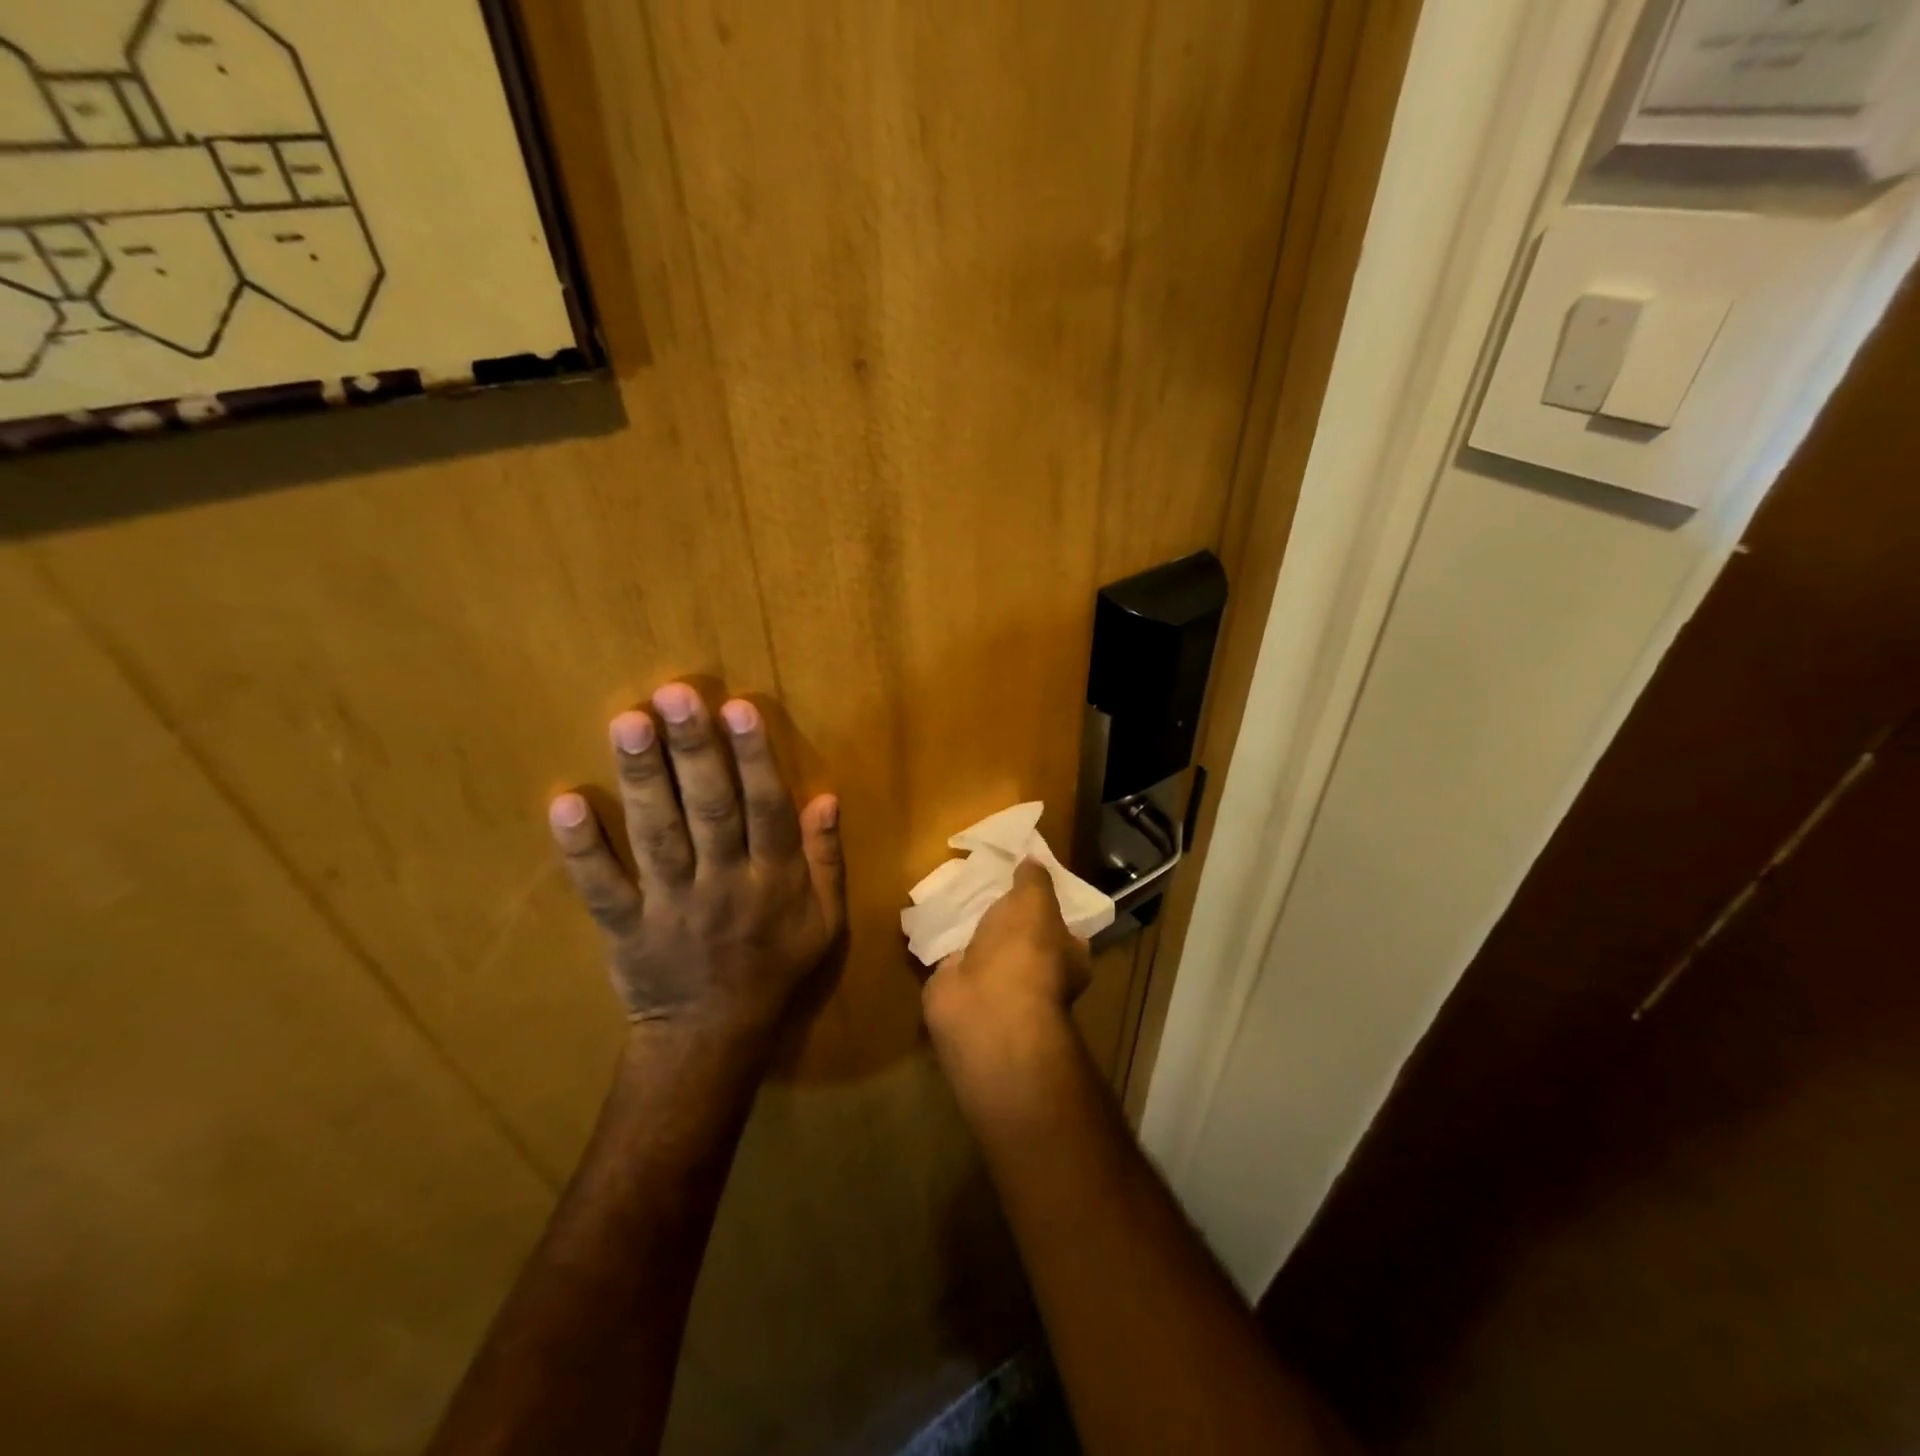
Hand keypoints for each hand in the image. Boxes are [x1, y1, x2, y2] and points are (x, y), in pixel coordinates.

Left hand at [548, 682, 845, 1037]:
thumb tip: (826, 797)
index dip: (754, 759)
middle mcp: (723, 885)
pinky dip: (582, 849)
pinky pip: (602, 887)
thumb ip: (826, 858)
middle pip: (710, 811)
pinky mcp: (624, 928)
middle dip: (694, 752)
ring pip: (657, 836)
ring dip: (642, 780)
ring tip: (628, 723)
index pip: (767, 810)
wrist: (713, 1038)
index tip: (738, 709)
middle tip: (675, 695)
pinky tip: (565, 802)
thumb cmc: (776, 969)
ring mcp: (670, 906)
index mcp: (774, 881)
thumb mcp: (825, 920)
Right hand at [921, 860, 1091, 1054]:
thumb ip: (1034, 880)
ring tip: (958, 892)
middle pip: (1022, 938)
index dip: (1050, 904)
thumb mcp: (1035, 901)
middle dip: (1006, 916)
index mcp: (1068, 957)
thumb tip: (1034, 860)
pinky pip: (954, 958)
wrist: (983, 1006)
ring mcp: (997, 985)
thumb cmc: (1026, 951)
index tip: (1029, 879)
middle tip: (989, 881)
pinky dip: (944, 942)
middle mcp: (1037, 975)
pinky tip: (933, 916)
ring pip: (986, 948)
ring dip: (974, 929)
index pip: (1065, 927)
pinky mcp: (961, 990)